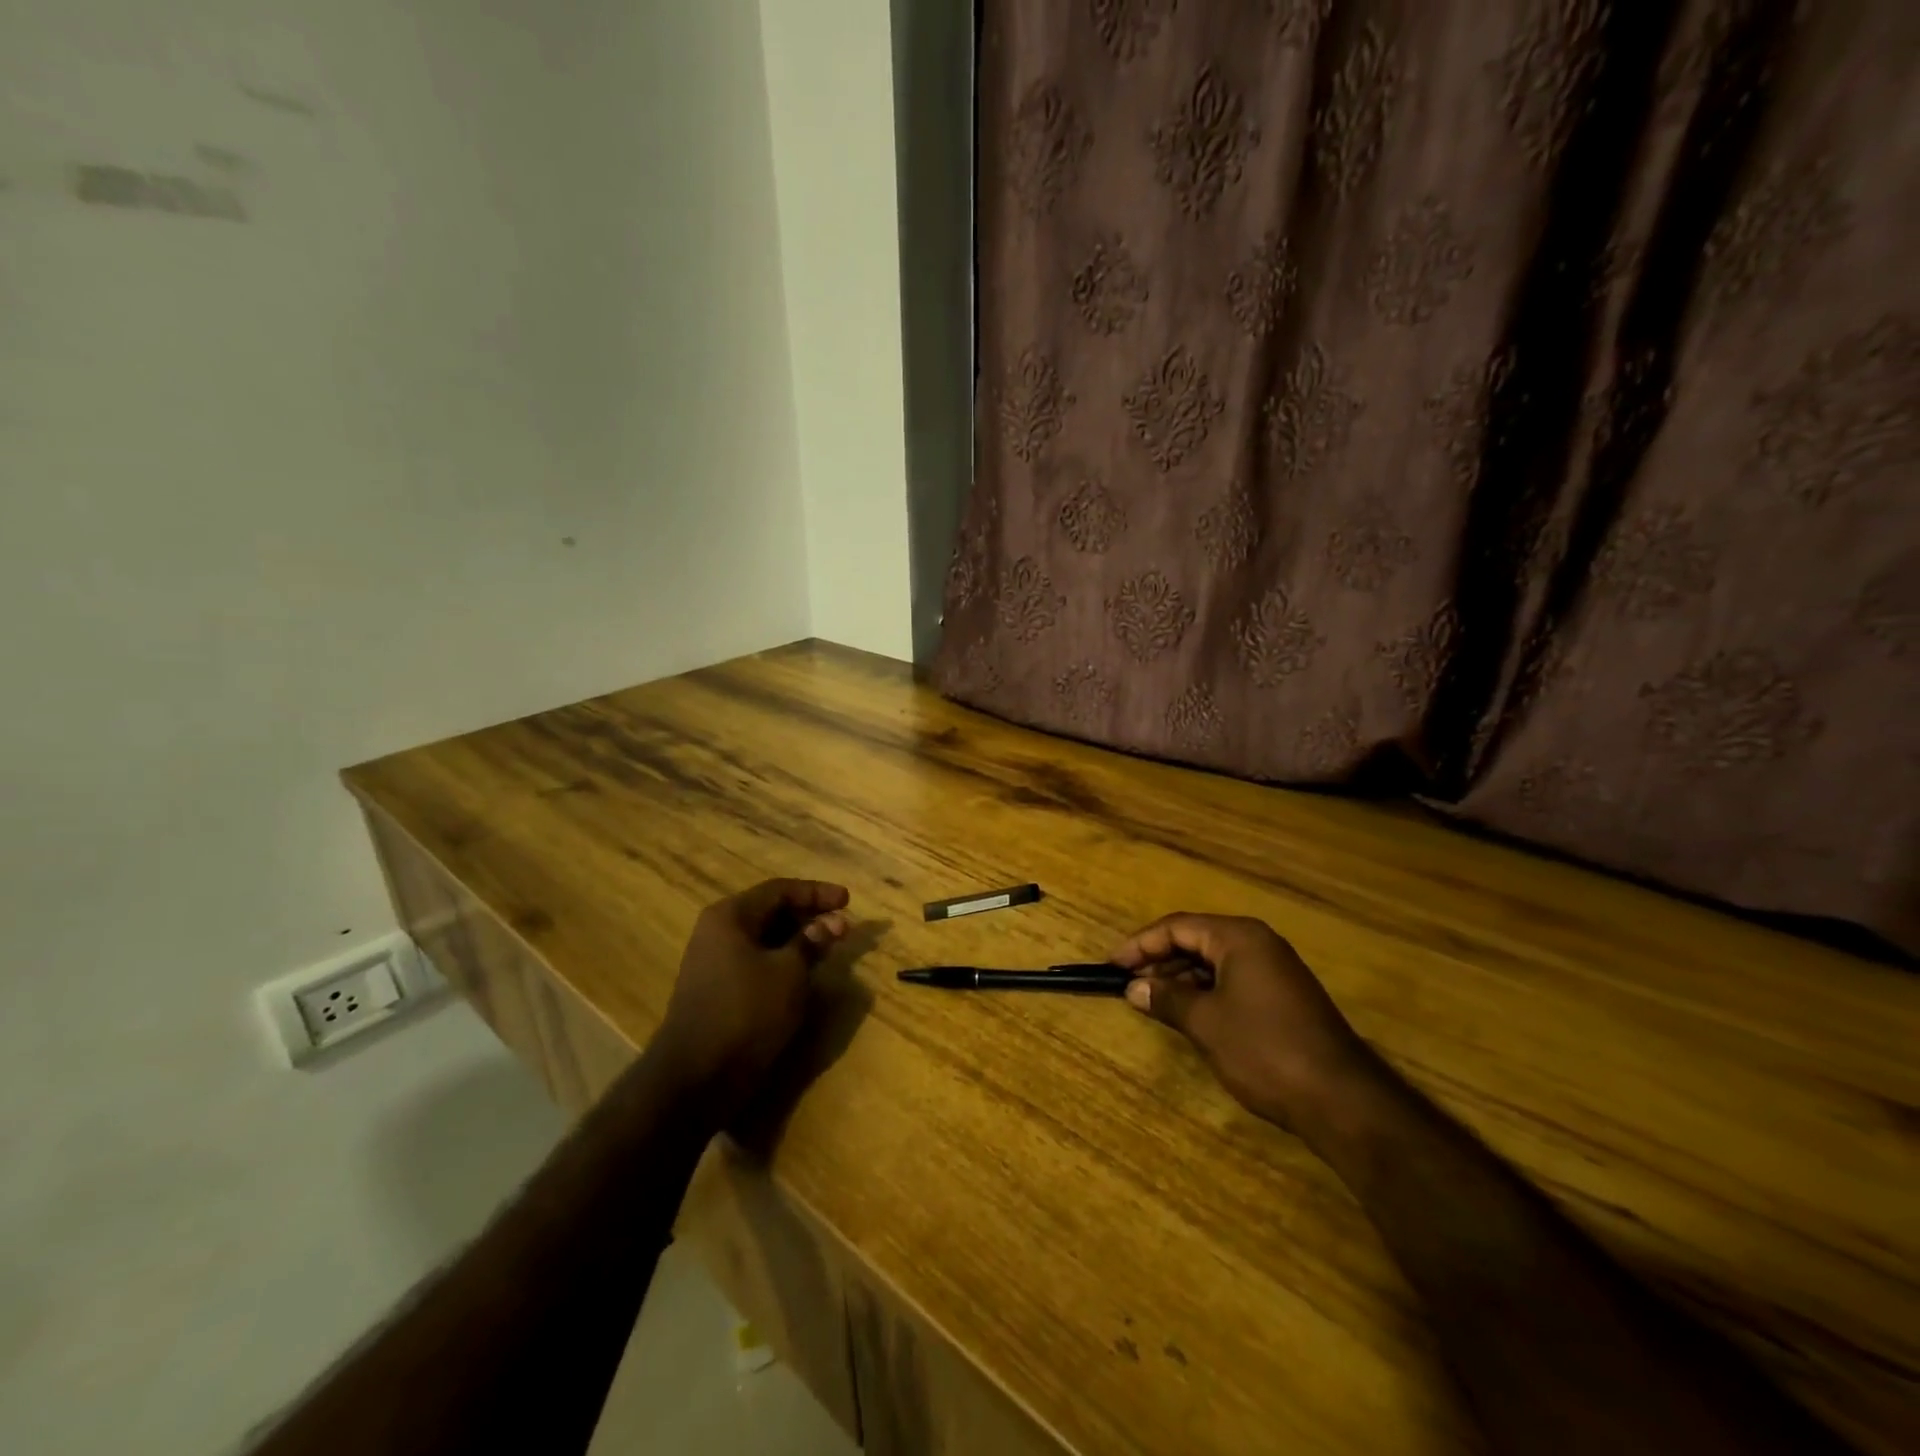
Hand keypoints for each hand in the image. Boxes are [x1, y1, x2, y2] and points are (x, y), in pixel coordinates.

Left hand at [654, 879, 851, 1115]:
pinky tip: (803, 972)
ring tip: (828, 948)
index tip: (848, 901)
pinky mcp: (717, 989)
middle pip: (770, 911)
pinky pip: (755, 961)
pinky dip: (782, 960)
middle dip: (808, 916)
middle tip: (842, 926)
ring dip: (797, 940)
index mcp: (730, 916)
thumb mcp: (789, 973)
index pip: (780, 890)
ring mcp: (713, 962)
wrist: (696, 1077)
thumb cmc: (747, 1012)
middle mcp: (717, 932)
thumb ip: (812, 942)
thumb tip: (834, 923)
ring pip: (764, 938)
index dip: (817, 893)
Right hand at [1109, 913, 1377, 1140]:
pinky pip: (1232, 981)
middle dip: (1159, 960)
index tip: (1112, 965)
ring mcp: (1274, 971)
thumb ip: (1166, 999)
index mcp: (1239, 937)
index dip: (1140, 944)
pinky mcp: (1283, 997)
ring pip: (1214, 962)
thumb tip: (1133, 988)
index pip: (1178, 926)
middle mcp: (1258, 944)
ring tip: (1150, 1001)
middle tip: (1128, 985)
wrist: (1341, 1099)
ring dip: (1180, 978)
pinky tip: (1187, 1014)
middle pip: (1196, 940)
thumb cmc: (1264, 1049)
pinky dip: (1205, 992)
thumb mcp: (1205, 1023)